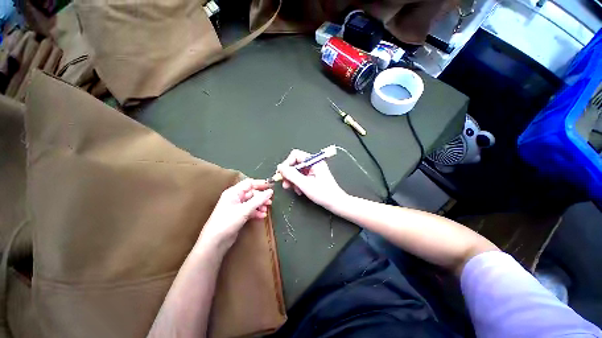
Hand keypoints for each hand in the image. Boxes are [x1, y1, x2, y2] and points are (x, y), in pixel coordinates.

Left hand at [199, 179, 272, 251]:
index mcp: (233, 192)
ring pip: (252, 202)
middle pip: (252, 193)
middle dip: (261, 197)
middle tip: (270, 202)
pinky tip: (262, 216)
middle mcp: (235, 198)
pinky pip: (250, 210)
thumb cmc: (228, 221)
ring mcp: (237, 207)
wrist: (215, 242)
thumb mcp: (244, 210)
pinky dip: (256, 212)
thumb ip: (258, 200)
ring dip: (260, 205)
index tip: (271, 186)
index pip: (249, 183)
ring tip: (266, 209)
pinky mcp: (238, 215)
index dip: (260, 184)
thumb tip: (270, 191)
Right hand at [277, 149, 346, 208]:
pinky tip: (300, 191)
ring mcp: (313, 170)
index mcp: (314, 161)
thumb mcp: (305, 184)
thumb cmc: (323, 194)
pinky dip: (298, 183)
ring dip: (293, 181)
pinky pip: (301, 177)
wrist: (336, 203)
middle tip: (285, 185)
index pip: (295, 155)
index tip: (282, 174)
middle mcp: (313, 163)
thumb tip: (280, 167)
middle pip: (295, 164)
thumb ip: (291, 175)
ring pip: (297, 171)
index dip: (287, 163)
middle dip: (289, 174)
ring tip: (294, 190)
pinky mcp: (313, 176)